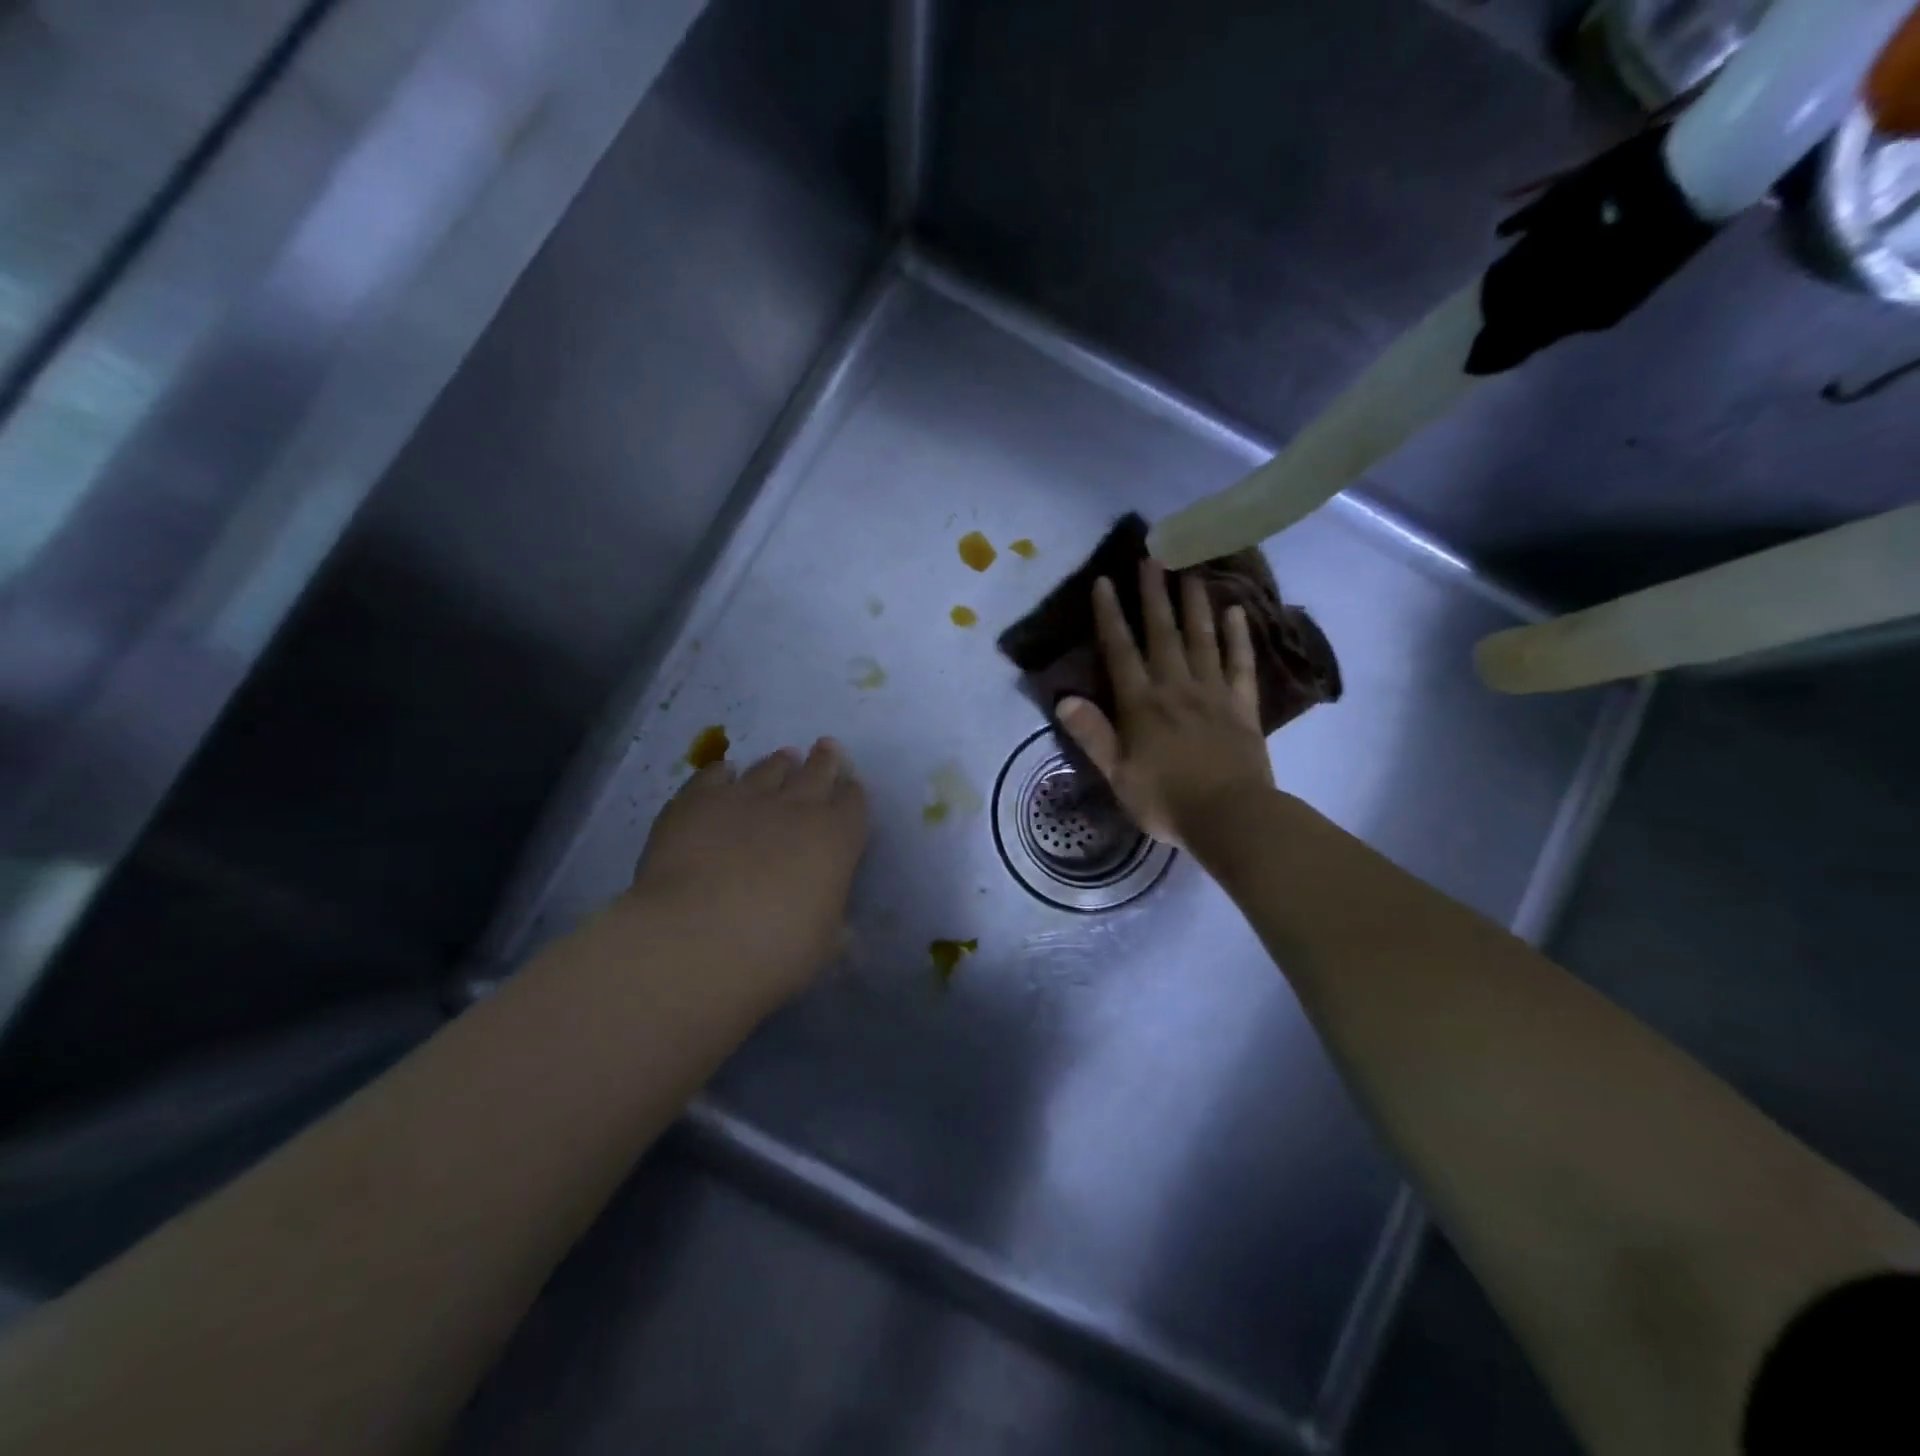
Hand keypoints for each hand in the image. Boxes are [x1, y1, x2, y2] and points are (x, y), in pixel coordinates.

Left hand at [626, 738, 868, 1001]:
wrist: (695, 940)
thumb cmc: (775, 952)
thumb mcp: (823, 947)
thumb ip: (834, 927)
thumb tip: (841, 930)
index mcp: (836, 838)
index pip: (854, 804)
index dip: (854, 794)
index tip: (852, 787)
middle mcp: (796, 807)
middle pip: (818, 772)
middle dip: (825, 761)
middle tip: (826, 747)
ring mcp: (745, 798)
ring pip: (769, 769)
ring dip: (779, 763)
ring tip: (783, 757)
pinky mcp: (697, 801)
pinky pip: (713, 776)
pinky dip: (722, 773)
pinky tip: (723, 772)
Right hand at [1057, 560, 1274, 848]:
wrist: (1230, 817)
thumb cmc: (1165, 799)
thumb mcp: (1117, 774)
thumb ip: (1092, 734)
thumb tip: (1063, 698)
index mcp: (1141, 704)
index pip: (1121, 651)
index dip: (1110, 616)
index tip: (1104, 581)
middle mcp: (1176, 687)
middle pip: (1163, 633)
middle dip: (1154, 594)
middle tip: (1152, 555)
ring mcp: (1213, 693)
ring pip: (1202, 638)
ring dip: (1194, 603)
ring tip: (1191, 570)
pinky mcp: (1242, 706)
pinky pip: (1240, 664)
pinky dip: (1238, 637)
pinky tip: (1236, 612)